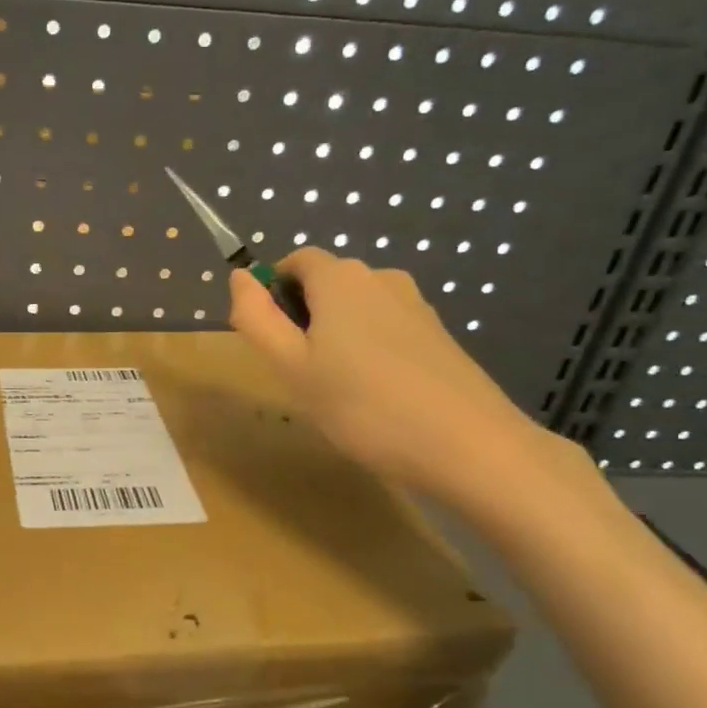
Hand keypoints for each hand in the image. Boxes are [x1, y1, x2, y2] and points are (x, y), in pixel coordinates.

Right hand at [228, 249, 560, 506]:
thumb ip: (256, 318)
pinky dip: (368, 351)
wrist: (466, 445)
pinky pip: (385, 330)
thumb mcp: (291, 366)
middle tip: (299, 374)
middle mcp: (381, 277)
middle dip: (303, 318)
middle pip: (327, 284)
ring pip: (356, 310)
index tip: (270, 341)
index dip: (272, 293)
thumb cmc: (362, 405)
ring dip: (335, 337)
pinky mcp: (438, 335)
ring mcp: (416, 305)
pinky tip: (374, 396)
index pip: (295, 262)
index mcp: (341, 277)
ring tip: (336, 390)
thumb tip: (240, 277)